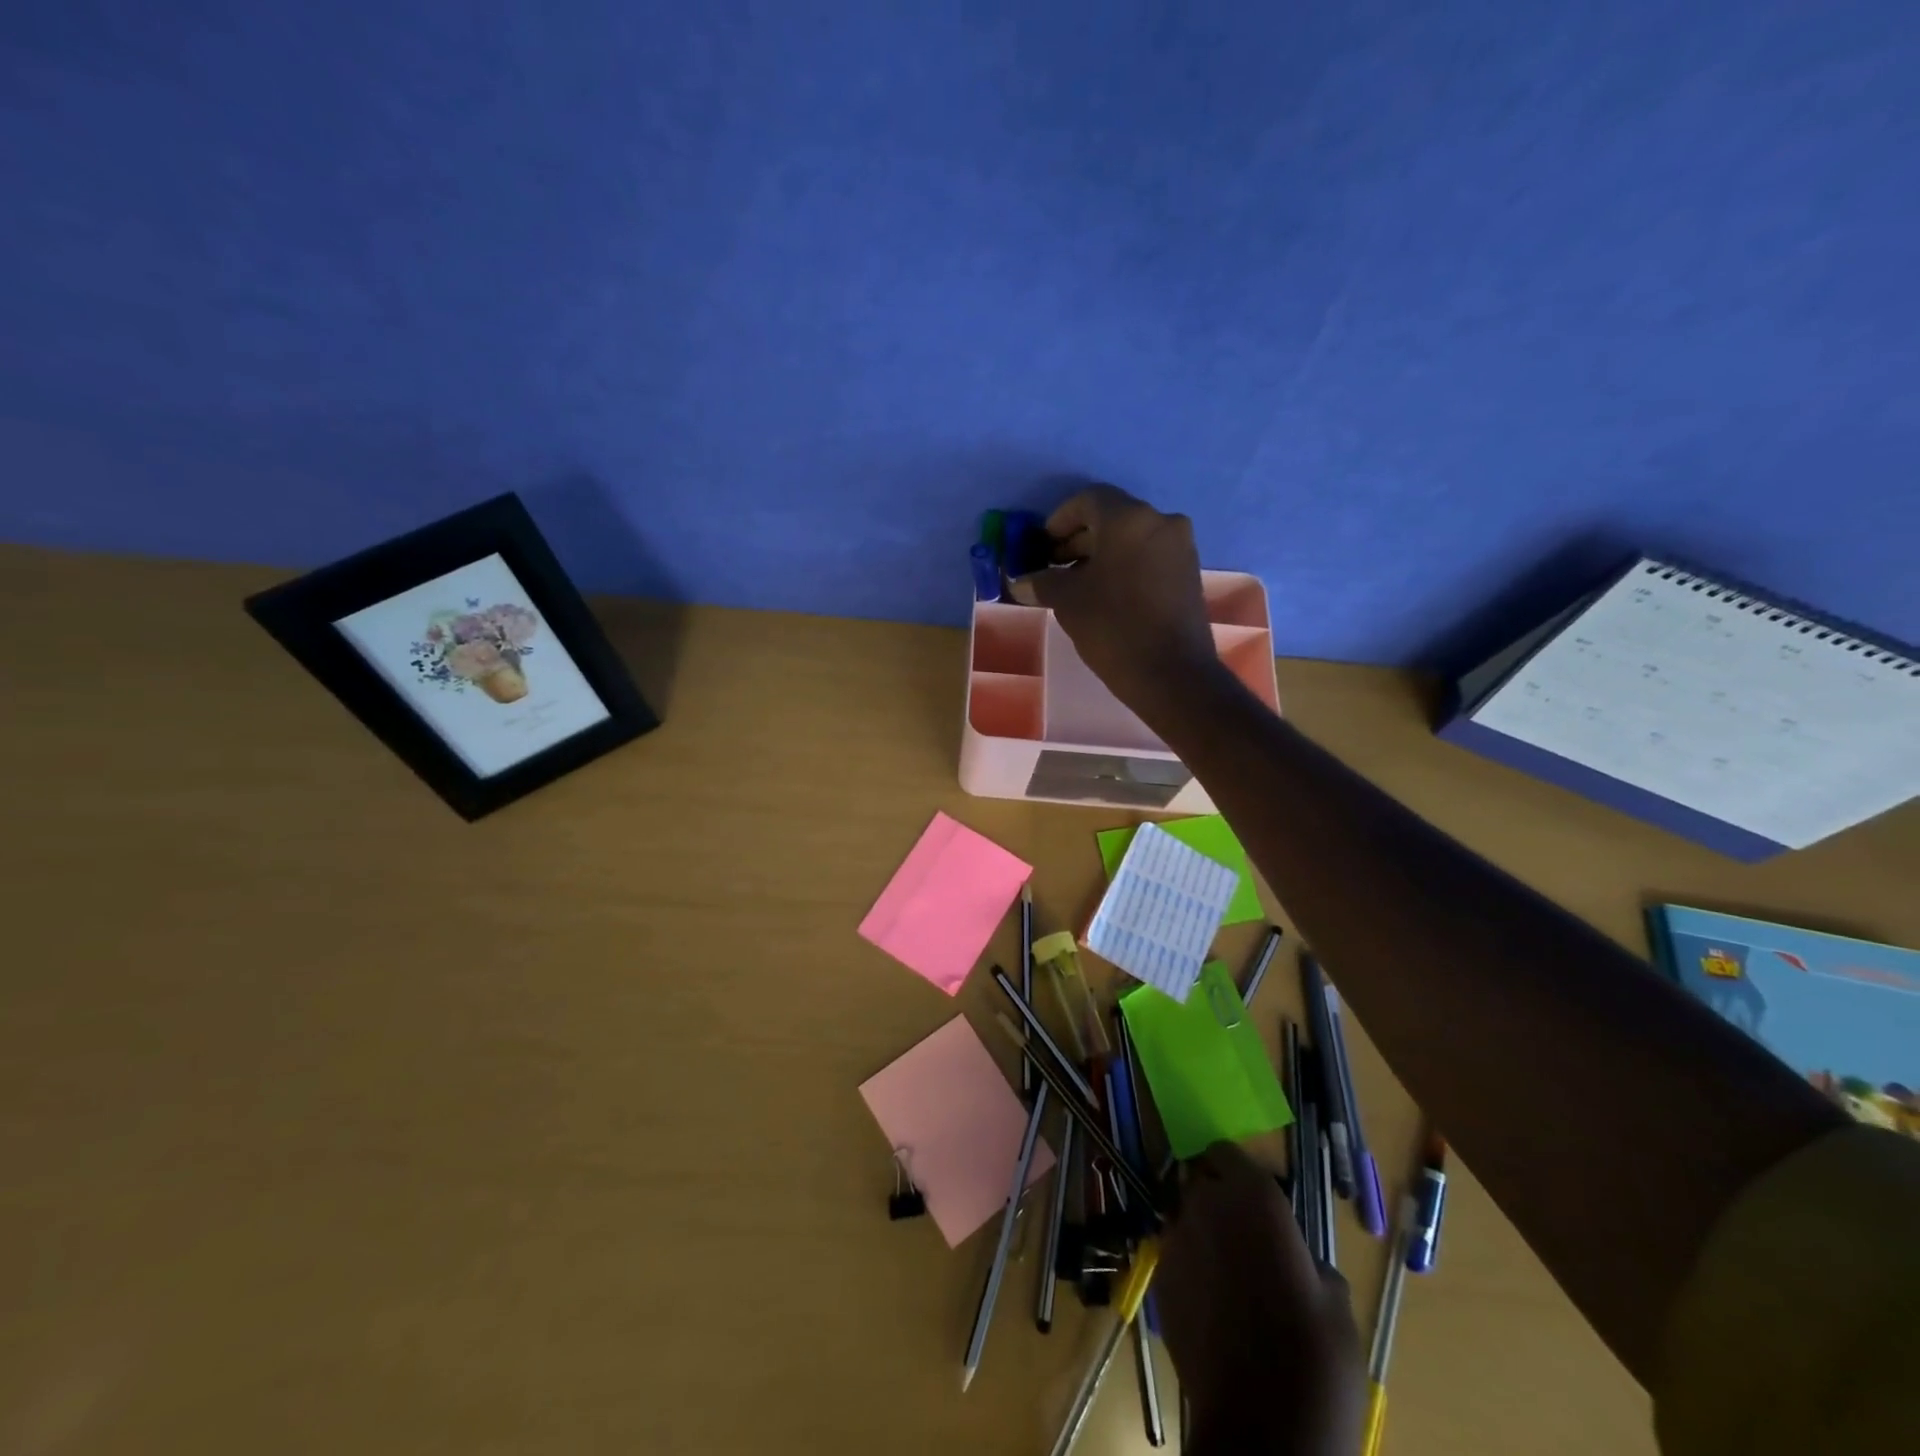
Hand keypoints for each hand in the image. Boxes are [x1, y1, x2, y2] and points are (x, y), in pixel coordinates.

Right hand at [1008, 486, 1223, 725]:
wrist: (1171, 673)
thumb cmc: (1113, 627)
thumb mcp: (1067, 600)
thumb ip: (1041, 582)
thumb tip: (1021, 581)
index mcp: (1129, 519)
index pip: (1088, 500)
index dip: (1059, 520)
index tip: (1042, 546)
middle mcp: (1160, 522)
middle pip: (1111, 518)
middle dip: (1078, 540)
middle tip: (1054, 566)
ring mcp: (1180, 548)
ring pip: (1131, 539)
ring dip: (1101, 555)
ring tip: (1076, 585)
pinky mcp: (1189, 573)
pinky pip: (1149, 557)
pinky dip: (1124, 567)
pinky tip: (1105, 596)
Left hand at [1157, 1144, 1365, 1455]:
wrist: (1265, 1427)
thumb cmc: (1316, 1357)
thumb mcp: (1335, 1300)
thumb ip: (1306, 1257)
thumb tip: (1297, 1258)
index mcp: (1252, 1195)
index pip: (1227, 1152)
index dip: (1236, 1170)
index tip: (1251, 1192)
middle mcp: (1205, 1203)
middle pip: (1202, 1184)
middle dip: (1218, 1201)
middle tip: (1243, 1238)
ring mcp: (1175, 1239)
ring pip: (1185, 1220)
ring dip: (1202, 1236)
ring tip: (1227, 1278)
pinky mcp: (1158, 1277)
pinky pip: (1174, 1258)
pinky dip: (1189, 1270)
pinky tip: (1210, 1306)